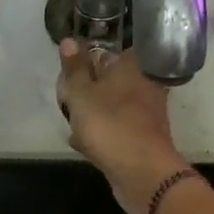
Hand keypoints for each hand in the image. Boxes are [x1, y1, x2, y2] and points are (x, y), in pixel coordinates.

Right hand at [55, 38, 191, 213]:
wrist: (142, 173)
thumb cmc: (110, 125)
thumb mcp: (82, 93)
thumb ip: (74, 68)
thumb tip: (69, 40)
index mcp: (132, 66)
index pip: (105, 53)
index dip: (83, 64)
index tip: (68, 78)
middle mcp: (144, 85)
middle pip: (108, 81)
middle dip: (86, 92)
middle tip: (68, 103)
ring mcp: (146, 114)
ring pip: (111, 106)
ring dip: (92, 115)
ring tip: (73, 125)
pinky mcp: (143, 139)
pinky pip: (116, 130)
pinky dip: (101, 135)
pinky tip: (83, 144)